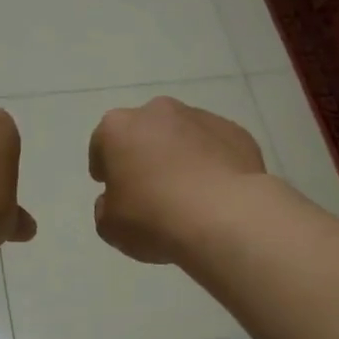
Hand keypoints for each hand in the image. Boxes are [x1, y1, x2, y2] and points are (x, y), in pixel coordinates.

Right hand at [89, 96, 266, 263]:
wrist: (226, 217)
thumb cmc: (155, 218)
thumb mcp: (110, 226)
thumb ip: (106, 207)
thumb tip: (116, 199)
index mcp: (118, 128)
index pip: (102, 144)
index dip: (105, 168)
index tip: (112, 189)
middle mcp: (158, 112)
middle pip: (144, 132)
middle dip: (144, 155)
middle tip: (150, 190)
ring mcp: (201, 118)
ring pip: (182, 136)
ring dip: (180, 156)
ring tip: (189, 193)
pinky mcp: (236, 132)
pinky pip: (215, 147)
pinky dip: (212, 163)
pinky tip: (216, 193)